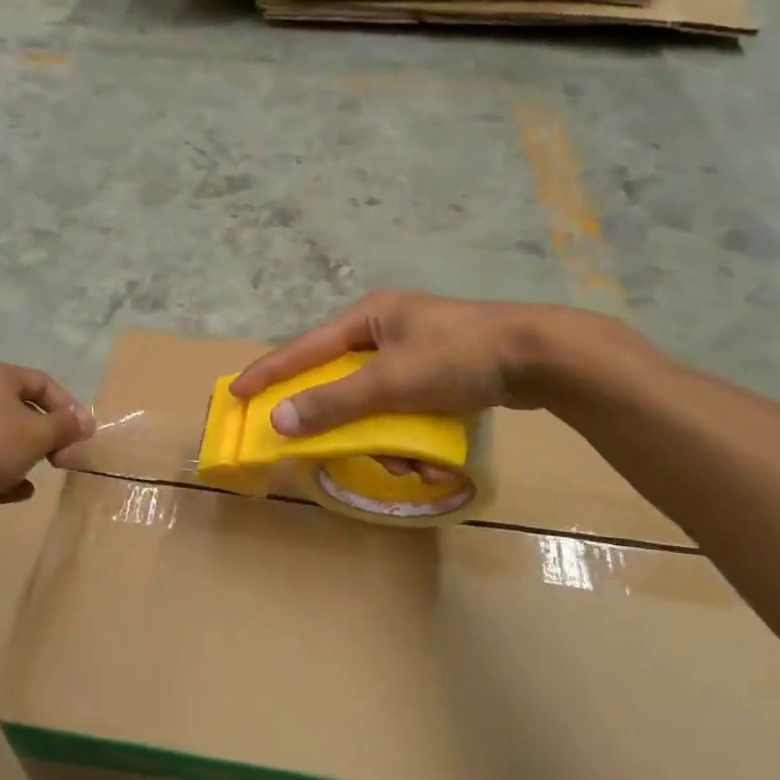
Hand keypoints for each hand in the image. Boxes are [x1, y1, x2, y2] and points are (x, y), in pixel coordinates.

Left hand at [0, 363, 95, 523]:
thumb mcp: (39, 433)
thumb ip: (66, 427)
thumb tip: (86, 423)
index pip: (44, 383)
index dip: (69, 407)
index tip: (83, 433)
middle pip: (25, 412)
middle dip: (50, 437)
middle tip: (65, 459)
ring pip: (6, 439)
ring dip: (27, 457)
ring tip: (41, 474)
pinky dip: (5, 475)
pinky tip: (18, 492)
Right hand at [229, 292, 639, 438]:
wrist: (541, 356)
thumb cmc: (458, 357)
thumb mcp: (390, 382)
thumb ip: (333, 402)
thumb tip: (278, 421)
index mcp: (369, 316)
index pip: (305, 347)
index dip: (270, 372)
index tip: (237, 392)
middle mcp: (387, 327)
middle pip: (342, 377)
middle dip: (341, 418)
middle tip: (327, 443)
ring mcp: (417, 348)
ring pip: (377, 399)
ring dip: (385, 436)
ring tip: (409, 463)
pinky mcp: (442, 370)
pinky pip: (406, 406)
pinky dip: (411, 433)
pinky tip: (430, 458)